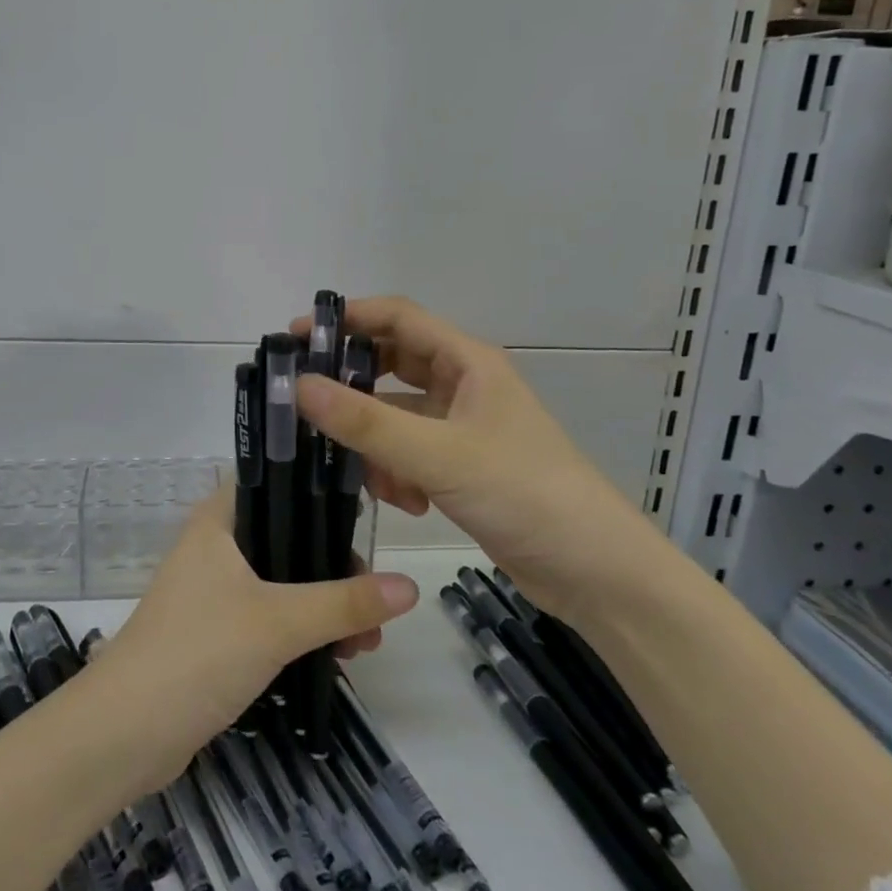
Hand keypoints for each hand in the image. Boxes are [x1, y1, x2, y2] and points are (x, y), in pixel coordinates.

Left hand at [88, 485, 418, 792]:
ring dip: (323, 604)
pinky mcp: (213, 632)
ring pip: (281, 581)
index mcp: (218, 520)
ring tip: (367, 641)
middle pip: (286, 536)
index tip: (367, 508)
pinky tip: (337, 655)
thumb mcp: (278, 623)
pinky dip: (301, 629)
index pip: (274, 480)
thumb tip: (410, 586)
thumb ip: (344, 602)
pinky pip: (268, 616)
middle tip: (375, 597)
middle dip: (333, 565)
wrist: (123, 734)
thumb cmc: (198, 653)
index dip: (318, 487)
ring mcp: (211, 591)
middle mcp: (214, 546)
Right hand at [292, 295, 666, 623]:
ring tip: (364, 473)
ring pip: (396, 416)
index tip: (296, 335)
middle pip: (392, 366)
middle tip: (304, 401)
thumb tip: (298, 386)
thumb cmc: (523, 493)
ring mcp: (463, 428)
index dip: (346, 318)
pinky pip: (409, 453)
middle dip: (352, 385)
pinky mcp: (462, 467)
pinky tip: (404, 502)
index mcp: (467, 362)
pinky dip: (396, 472)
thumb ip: (366, 422)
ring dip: (374, 440)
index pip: (397, 318)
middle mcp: (463, 385)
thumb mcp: (437, 455)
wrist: (596, 572)